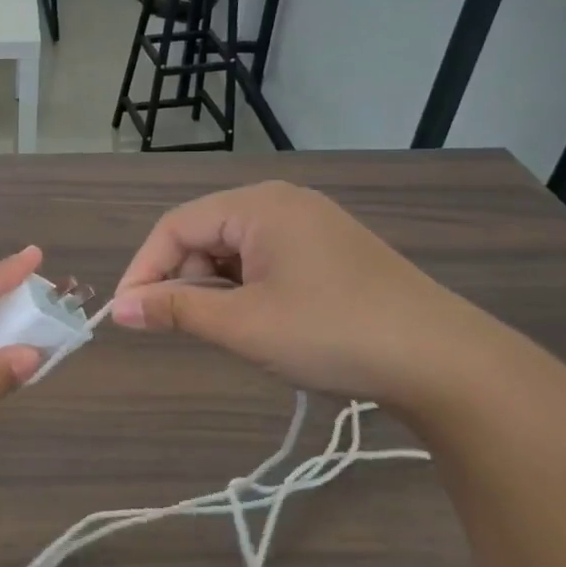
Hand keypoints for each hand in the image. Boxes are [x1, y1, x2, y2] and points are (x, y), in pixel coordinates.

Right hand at [111, 182, 500, 406]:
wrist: (446, 363)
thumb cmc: (331, 333)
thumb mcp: (242, 325)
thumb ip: (174, 311)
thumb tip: (119, 308)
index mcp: (258, 206)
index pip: (174, 226)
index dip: (143, 269)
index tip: (127, 314)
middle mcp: (281, 203)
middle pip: (203, 235)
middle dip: (180, 280)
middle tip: (173, 328)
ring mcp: (310, 226)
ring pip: (233, 251)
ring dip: (212, 289)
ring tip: (219, 331)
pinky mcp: (330, 253)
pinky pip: (264, 261)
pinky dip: (244, 290)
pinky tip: (254, 322)